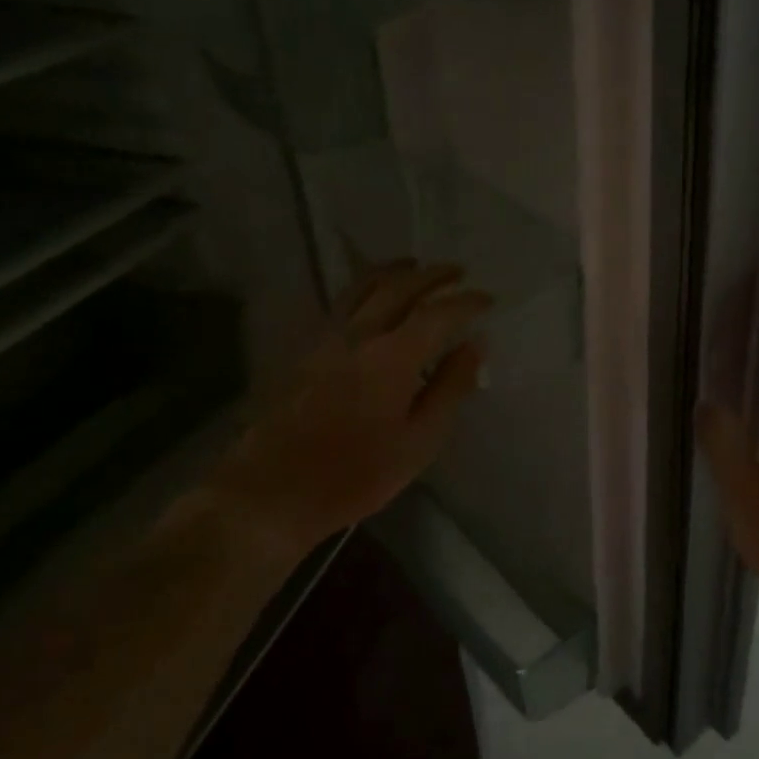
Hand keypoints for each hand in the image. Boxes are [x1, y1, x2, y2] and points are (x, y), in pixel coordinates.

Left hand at [203, 260, 490, 557]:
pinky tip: (371, 296)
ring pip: (363, 287)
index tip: (488, 298)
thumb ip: (451, 389)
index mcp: (393, 356)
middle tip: (458, 271)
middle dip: (433, 275)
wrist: (270, 493)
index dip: (466, 302)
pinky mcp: (304, 351)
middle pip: (399, 287)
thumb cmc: (355, 474)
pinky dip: (365, 287)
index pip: (438, 313)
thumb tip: (475, 346)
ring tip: (414, 265)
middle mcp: (360, 335)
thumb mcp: (419, 441)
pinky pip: (341, 303)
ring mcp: (326, 339)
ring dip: (394, 270)